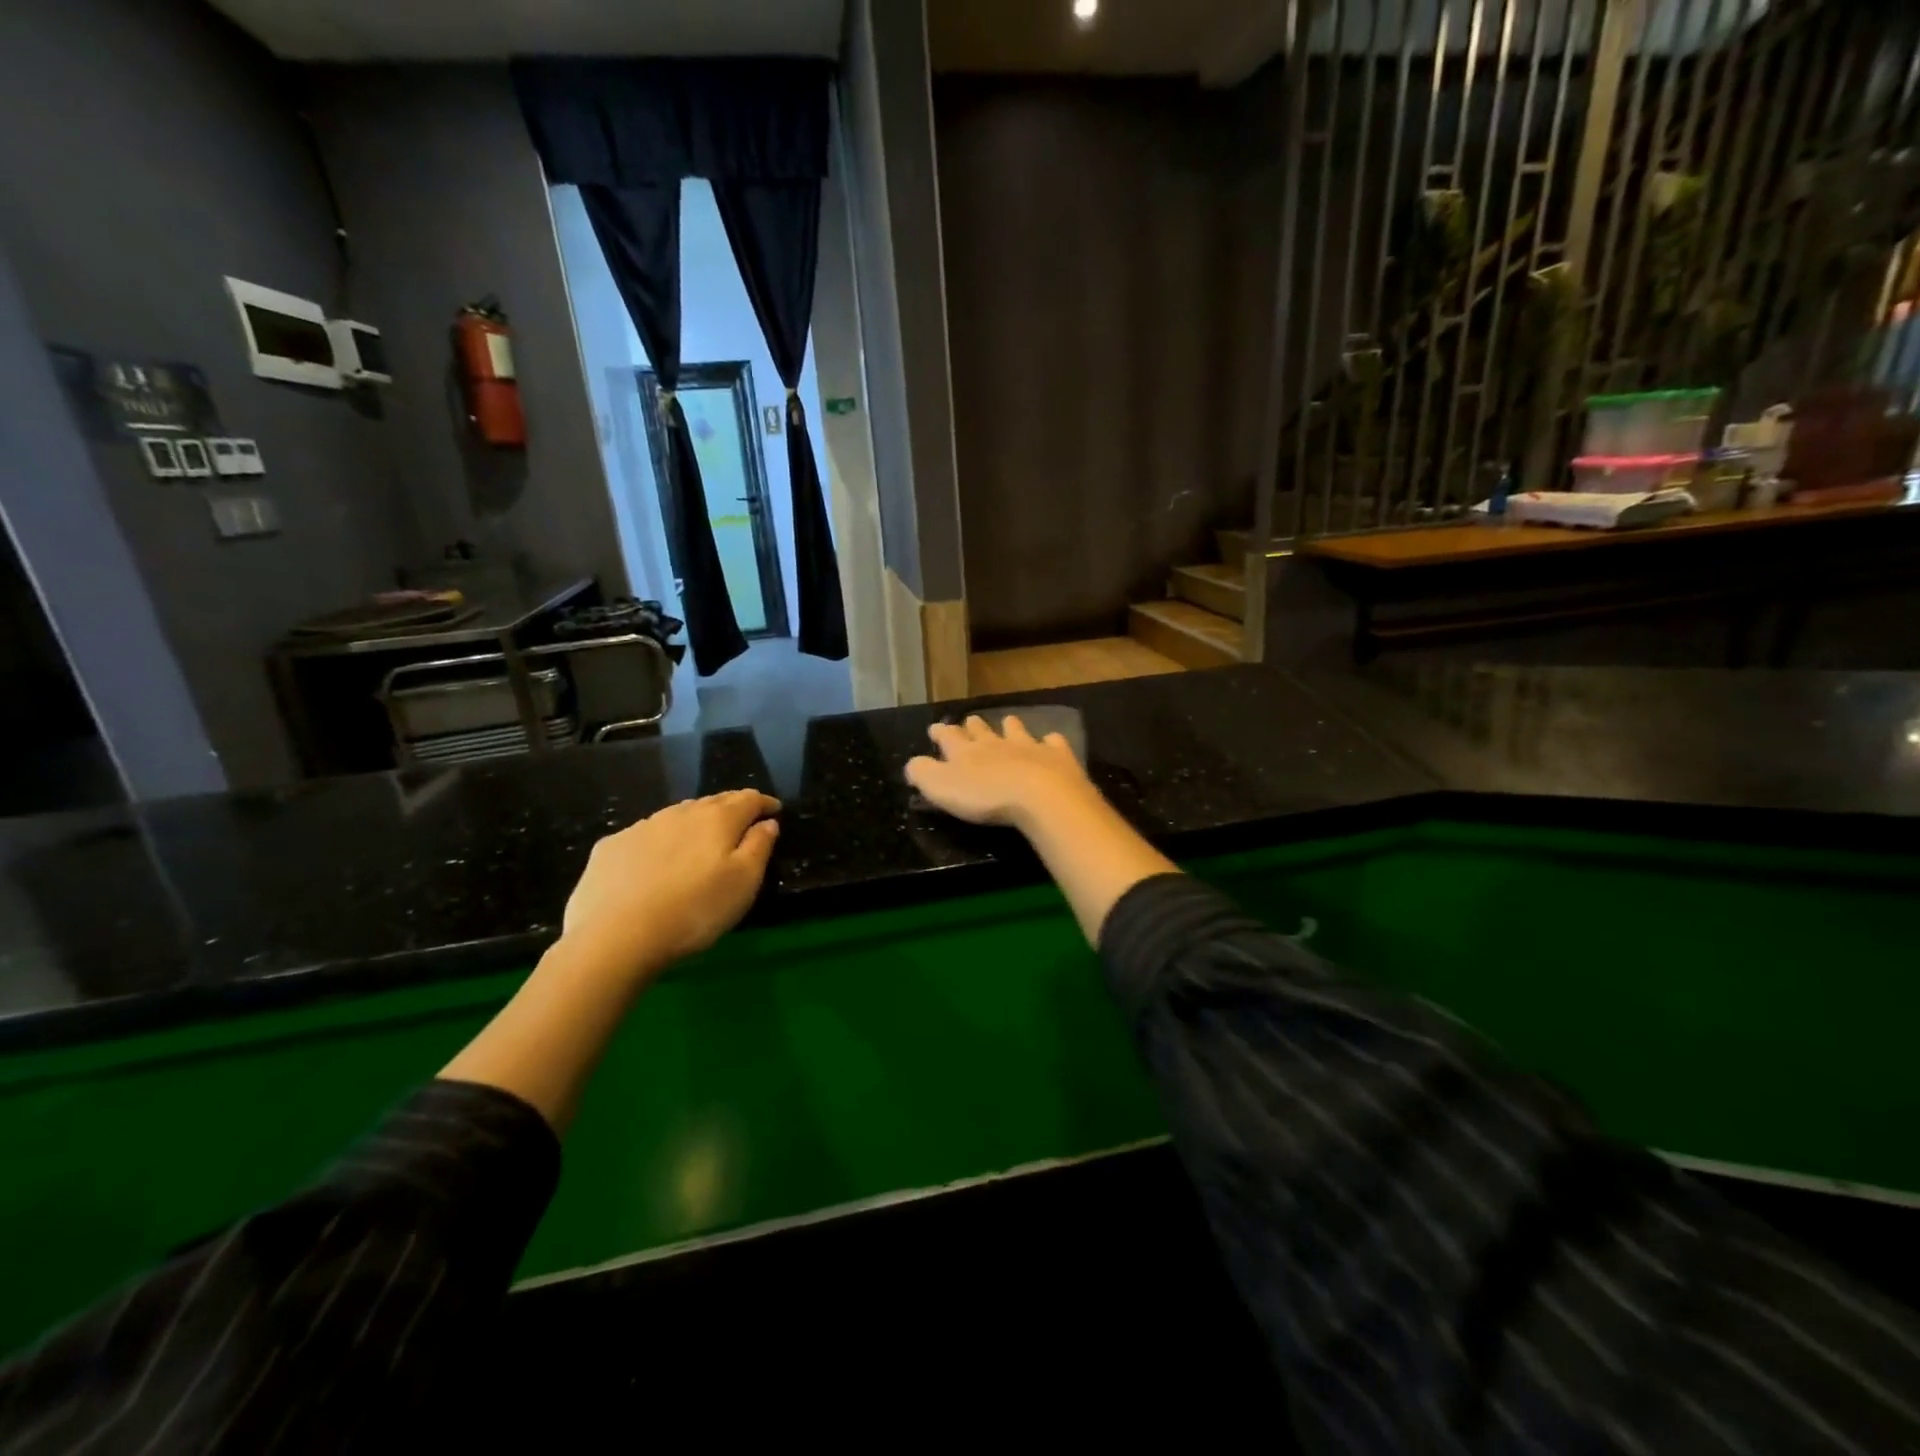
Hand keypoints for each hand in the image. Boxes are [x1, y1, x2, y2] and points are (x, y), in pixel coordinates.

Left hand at [559, 790, 780, 981]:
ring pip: (678, 815)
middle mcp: (680, 813)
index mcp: (718, 819)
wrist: (615, 936)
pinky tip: (656, 859)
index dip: (764, 802)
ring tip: (700, 838)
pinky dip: (660, 840)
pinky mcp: (611, 846)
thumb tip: (767, 823)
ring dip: (695, 821)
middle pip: (713, 802)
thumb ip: (759, 847)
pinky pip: (645, 835)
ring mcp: (642, 827)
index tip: (774, 809)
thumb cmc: (694, 910)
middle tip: (742, 820)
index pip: (748, 799)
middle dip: (731, 807)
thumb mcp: (744, 883)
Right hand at [905, 715, 1098, 830]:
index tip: (935, 728)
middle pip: (981, 730)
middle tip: (970, 721)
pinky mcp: (1057, 756)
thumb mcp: (940, 787)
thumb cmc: (985, 796)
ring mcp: (1029, 746)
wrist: (1040, 795)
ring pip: (1016, 730)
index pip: (948, 737)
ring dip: (1010, 726)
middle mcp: (995, 743)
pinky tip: (1051, 741)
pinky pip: (1053, 743)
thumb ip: (923, 773)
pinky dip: (1050, 741)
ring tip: (1008, 721)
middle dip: (973, 726)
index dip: (940, 732)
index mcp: (965, 751)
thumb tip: (912, 763)